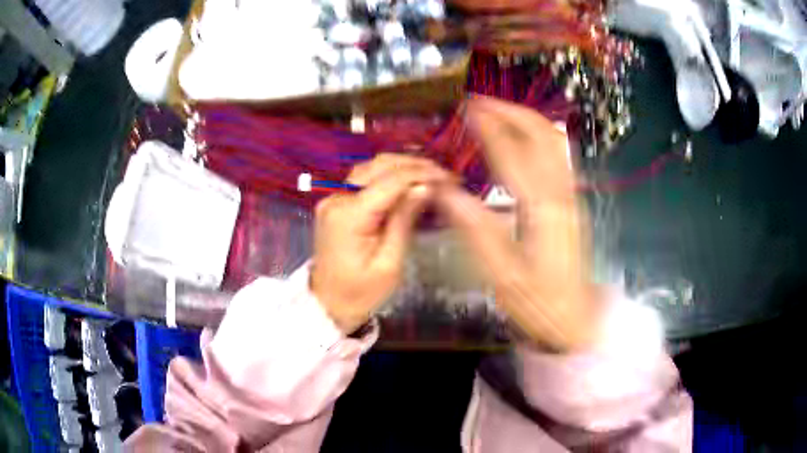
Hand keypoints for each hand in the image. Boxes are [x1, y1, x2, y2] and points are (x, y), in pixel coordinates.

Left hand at [311, 155, 451, 333]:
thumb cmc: (361, 292)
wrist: (328, 303)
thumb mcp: (390, 264)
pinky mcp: (336, 202)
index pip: (390, 181)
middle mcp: (337, 199)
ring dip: (402, 167)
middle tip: (443, 175)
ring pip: (371, 168)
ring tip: (430, 176)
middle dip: (414, 166)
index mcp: (349, 216)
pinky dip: (389, 176)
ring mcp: (333, 198)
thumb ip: (404, 221)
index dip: (422, 174)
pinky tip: (408, 182)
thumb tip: (425, 187)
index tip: (448, 178)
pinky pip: (365, 180)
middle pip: (379, 166)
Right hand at [436, 97, 597, 351]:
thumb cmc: (538, 303)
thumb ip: (475, 228)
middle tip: (481, 101)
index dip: (490, 126)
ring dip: (526, 120)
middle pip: (542, 135)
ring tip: (498, 113)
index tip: (468, 106)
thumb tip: (444, 190)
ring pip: (554, 143)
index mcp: (543, 208)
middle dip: (511, 111)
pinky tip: (521, 141)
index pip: (513, 153)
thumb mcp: (502, 274)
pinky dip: (538, 138)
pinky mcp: (573, 204)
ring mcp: (572, 197)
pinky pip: (558, 157)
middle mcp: (562, 193)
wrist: (576, 322)